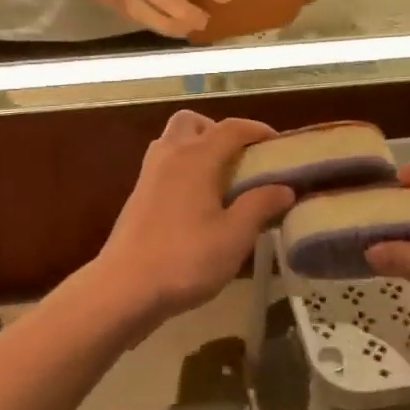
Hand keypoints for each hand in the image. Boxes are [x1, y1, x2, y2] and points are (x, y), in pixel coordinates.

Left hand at [94, 113, 293, 324]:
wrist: (125, 287)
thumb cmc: (186, 259)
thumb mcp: (235, 236)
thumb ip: (260, 206)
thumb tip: (284, 188)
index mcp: (196, 157)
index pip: (232, 128)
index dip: (258, 130)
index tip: (279, 145)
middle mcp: (170, 155)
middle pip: (193, 122)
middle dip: (218, 131)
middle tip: (240, 159)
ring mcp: (148, 174)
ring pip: (173, 141)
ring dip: (197, 148)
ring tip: (220, 179)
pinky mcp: (137, 196)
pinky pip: (164, 165)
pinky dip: (183, 168)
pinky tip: (197, 202)